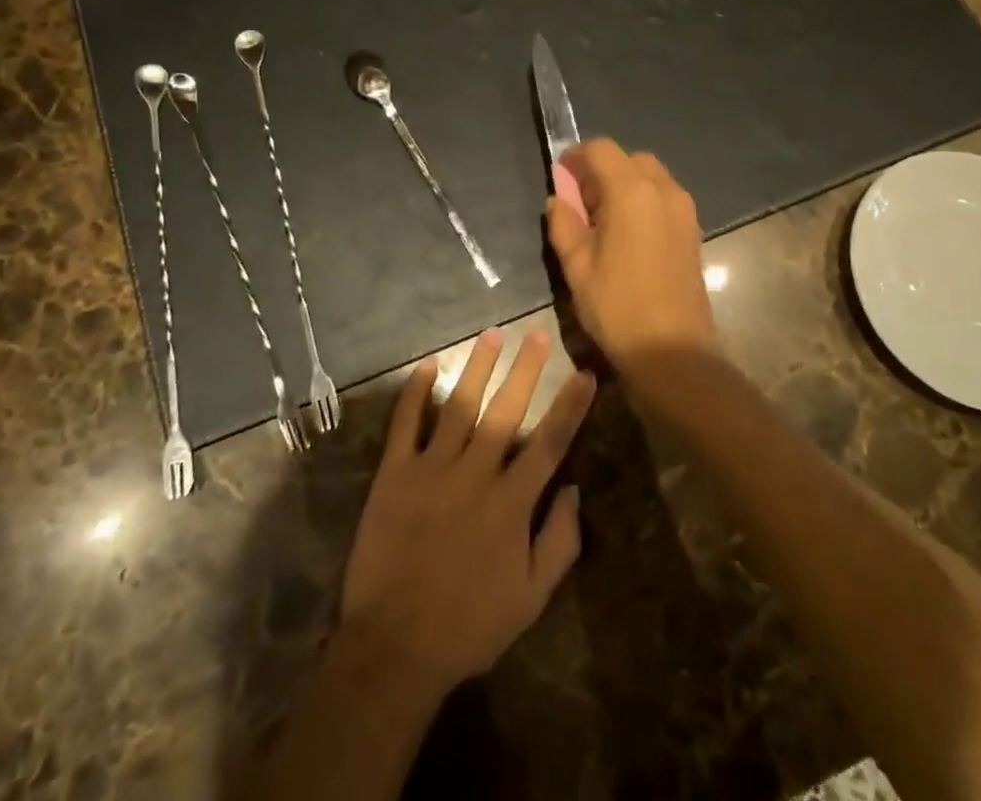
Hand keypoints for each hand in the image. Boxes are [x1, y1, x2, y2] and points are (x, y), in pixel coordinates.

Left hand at [338, 328, 595, 696]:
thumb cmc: (469, 625)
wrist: (395, 645)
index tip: (585, 374)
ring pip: (460, 405)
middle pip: (506, 411)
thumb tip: (575, 489)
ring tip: (492, 335)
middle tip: (537, 335)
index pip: (550, 442)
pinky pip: (405, 424)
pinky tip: (427, 365)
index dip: (570, 407)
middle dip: (526, 370)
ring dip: (477, 368)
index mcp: (511, 502)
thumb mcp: (530, 598)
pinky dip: (414, 393)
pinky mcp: (395, 473)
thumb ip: (559, 542)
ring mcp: (432, 468)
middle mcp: (475, 473)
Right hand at [545, 139, 717, 371]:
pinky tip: (627, 233)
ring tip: (603, 219)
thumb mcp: (577, 267)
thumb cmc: (618, 307)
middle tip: (581, 201)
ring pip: (650, 175)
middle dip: (602, 169)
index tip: (561, 176)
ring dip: (624, 183)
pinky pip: (664, 196)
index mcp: (631, 192)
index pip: (601, 149)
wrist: (674, 351)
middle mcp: (663, 190)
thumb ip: (564, 225)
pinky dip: (643, 199)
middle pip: (629, 158)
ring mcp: (684, 209)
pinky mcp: (693, 229)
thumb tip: (559, 200)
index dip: (577, 156)